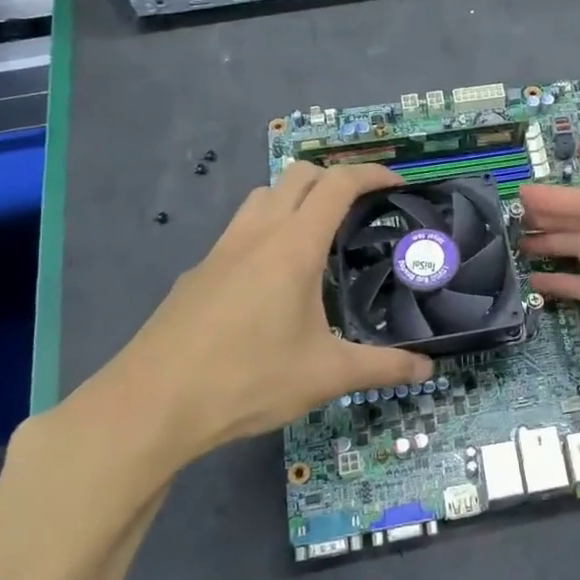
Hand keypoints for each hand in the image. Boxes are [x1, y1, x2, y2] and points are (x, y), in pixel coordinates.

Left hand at [45, 163, 433, 492]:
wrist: (151, 405)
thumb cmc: (248, 378)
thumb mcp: (327, 375)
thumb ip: (383, 367)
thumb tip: (428, 368)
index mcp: (293, 246)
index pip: (337, 184)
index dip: (371, 173)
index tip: (397, 183)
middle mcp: (256, 234)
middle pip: (297, 176)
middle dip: (334, 178)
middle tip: (362, 209)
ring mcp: (220, 251)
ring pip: (262, 197)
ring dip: (295, 199)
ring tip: (319, 237)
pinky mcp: (197, 273)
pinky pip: (240, 231)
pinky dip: (267, 230)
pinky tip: (273, 282)